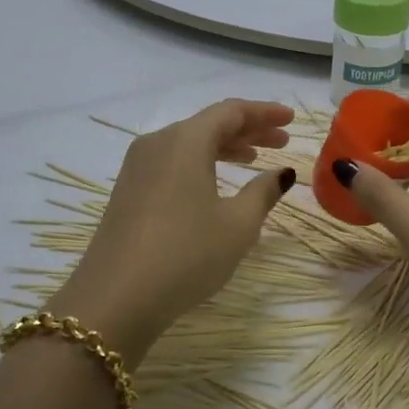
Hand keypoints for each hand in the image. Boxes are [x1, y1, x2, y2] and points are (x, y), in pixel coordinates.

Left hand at [50, 99, 294, 364]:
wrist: (117, 298)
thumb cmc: (187, 254)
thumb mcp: (237, 225)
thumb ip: (263, 192)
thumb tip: (282, 173)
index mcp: (185, 141)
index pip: (231, 111)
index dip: (264, 113)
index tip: (291, 120)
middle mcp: (157, 143)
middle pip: (208, 124)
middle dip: (248, 130)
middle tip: (281, 142)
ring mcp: (137, 167)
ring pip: (188, 144)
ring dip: (224, 147)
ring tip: (253, 161)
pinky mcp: (128, 191)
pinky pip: (172, 163)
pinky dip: (200, 164)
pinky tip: (215, 183)